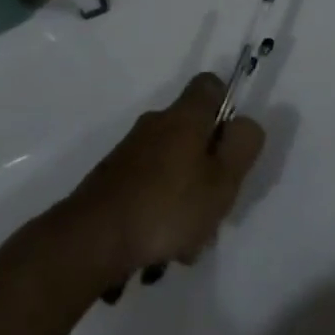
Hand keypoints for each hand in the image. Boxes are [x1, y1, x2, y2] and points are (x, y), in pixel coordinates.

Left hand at [64, 74, 264, 280]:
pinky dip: (160, 211)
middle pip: (194, 132)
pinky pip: (149, 187)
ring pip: (173, 166)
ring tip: (186, 243)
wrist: (90, 239)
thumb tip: (244, 124)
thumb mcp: (223, 180)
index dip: (227, 105)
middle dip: (209, 167)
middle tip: (215, 206)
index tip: (232, 142)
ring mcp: (130, 152)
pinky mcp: (112, 180)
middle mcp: (156, 124)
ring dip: (185, 197)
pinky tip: (160, 249)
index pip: (210, 85)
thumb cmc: (166, 207)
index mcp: (185, 116)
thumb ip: (243, 146)